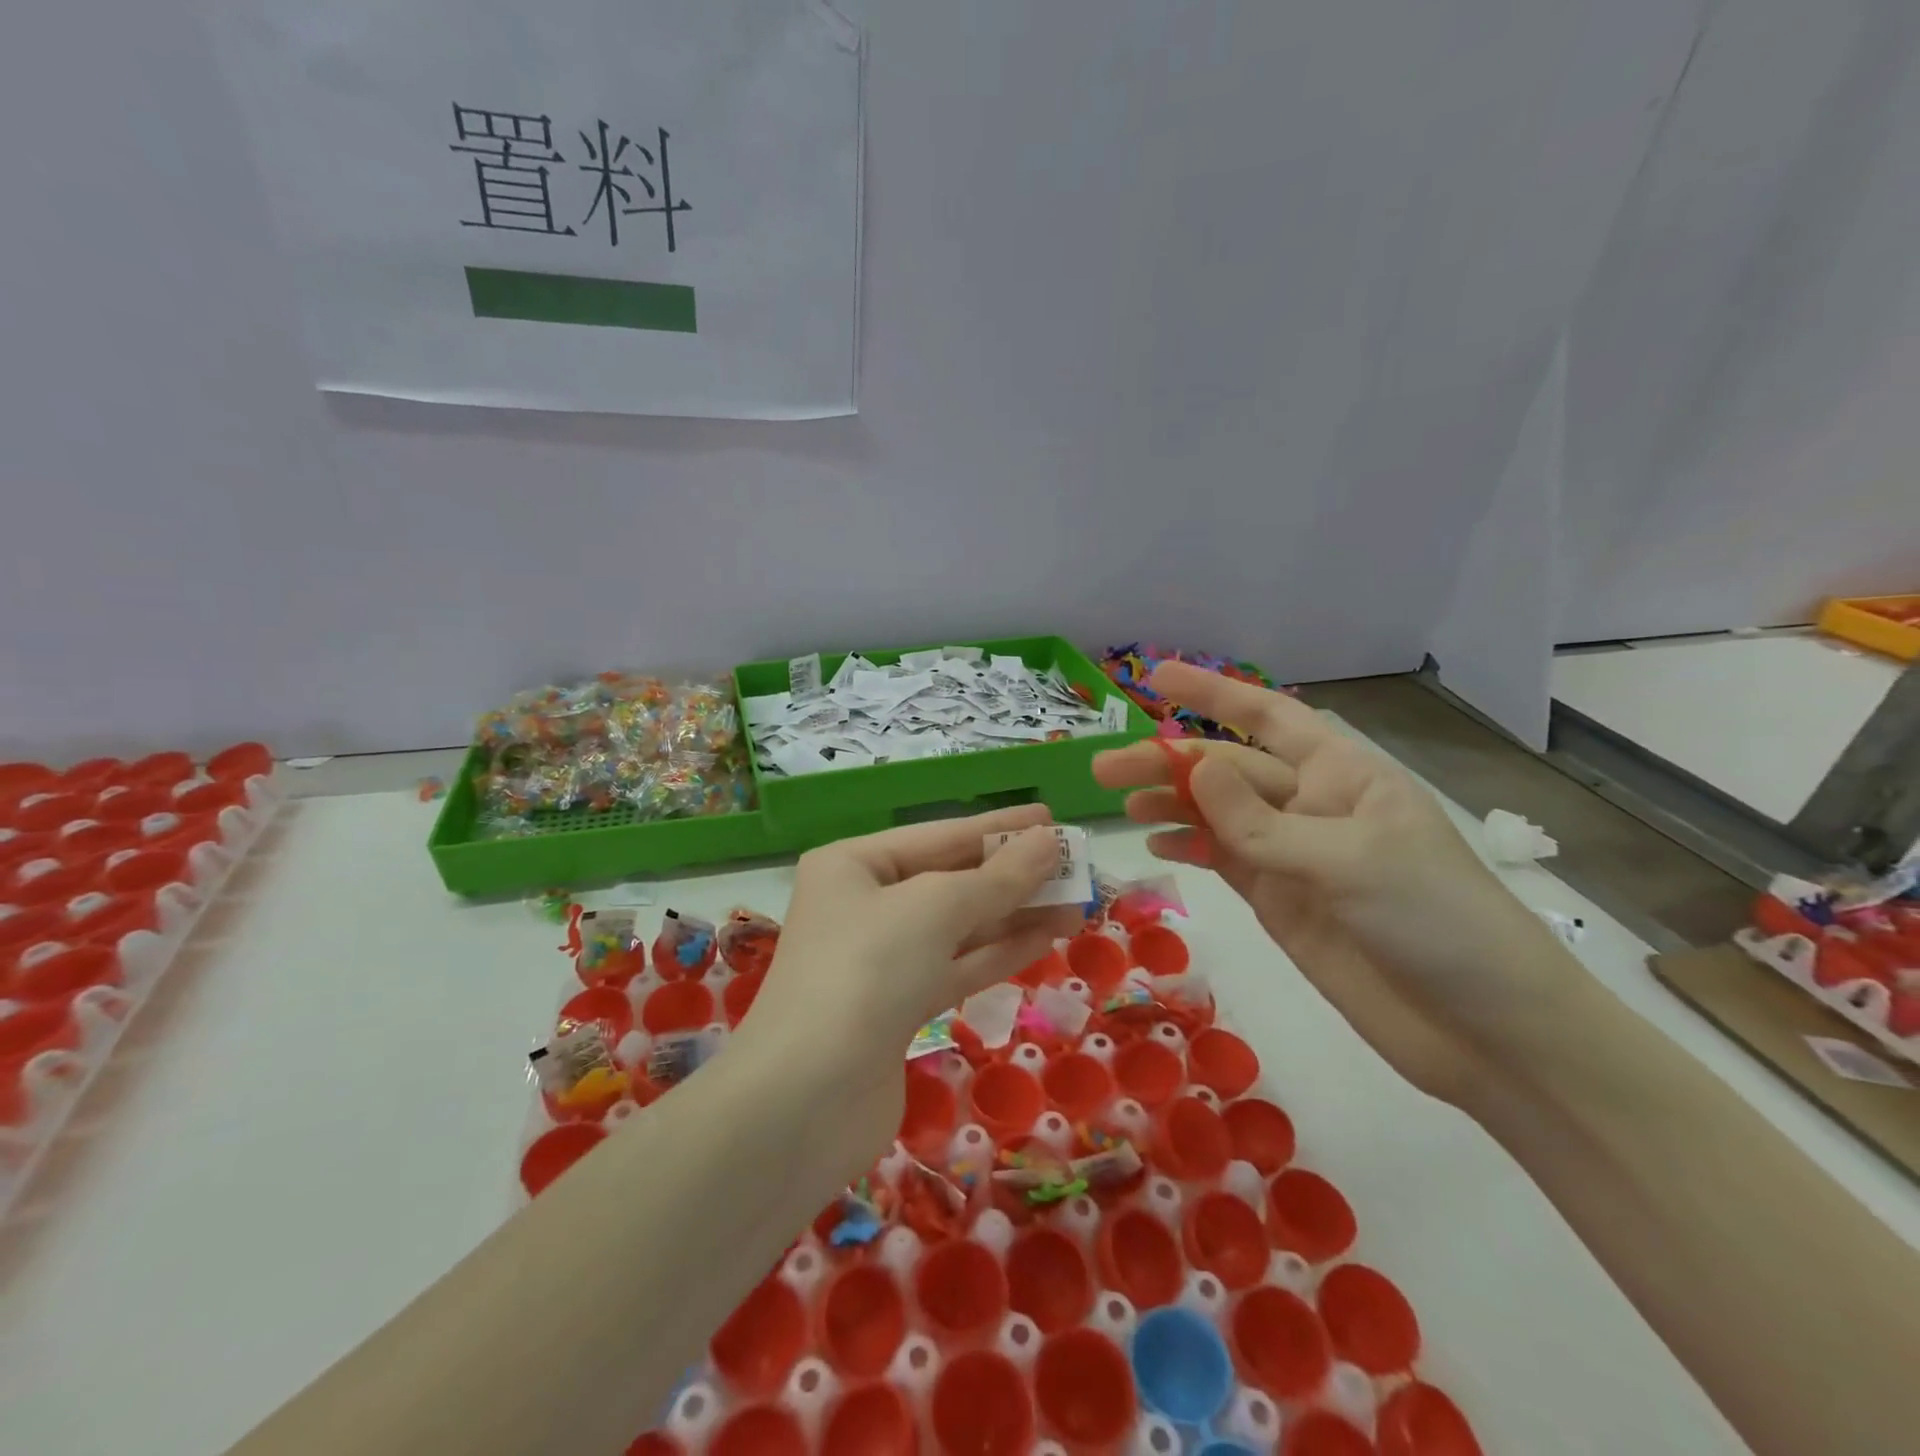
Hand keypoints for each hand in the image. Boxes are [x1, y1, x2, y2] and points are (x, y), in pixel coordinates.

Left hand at [738, 805, 1080, 1154]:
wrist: (806, 1100)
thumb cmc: (867, 971)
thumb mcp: (936, 908)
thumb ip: (998, 877)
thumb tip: (1048, 843)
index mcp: (853, 864)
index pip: (940, 835)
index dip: (999, 827)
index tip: (1051, 819)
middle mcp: (863, 905)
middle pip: (950, 880)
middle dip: (1012, 874)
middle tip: (1075, 865)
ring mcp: (880, 960)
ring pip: (959, 927)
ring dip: (1015, 914)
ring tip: (1075, 903)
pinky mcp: (897, 1009)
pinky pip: (956, 966)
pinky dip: (999, 952)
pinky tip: (1045, 937)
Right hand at [1093, 664, 1568, 1103]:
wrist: (1485, 1031)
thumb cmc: (1435, 921)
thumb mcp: (1347, 860)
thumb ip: (1261, 820)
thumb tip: (1194, 766)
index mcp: (1343, 774)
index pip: (1268, 718)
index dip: (1211, 694)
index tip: (1155, 677)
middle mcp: (1312, 805)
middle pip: (1227, 770)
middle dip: (1167, 762)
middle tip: (1103, 768)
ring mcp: (1292, 855)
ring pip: (1216, 814)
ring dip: (1169, 804)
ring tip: (1119, 803)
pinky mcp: (1279, 900)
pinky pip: (1222, 859)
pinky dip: (1188, 847)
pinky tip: (1155, 843)